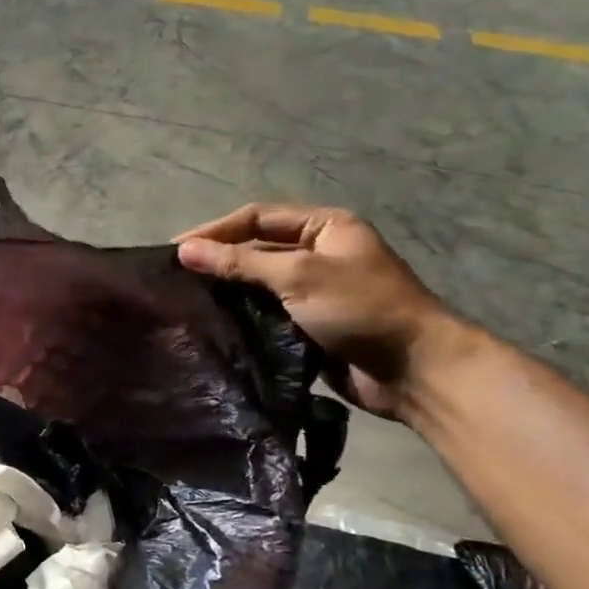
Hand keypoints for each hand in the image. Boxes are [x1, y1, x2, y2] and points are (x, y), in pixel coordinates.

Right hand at [175, 203, 463, 419]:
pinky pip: (266, 314)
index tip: (175, 250)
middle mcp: (318, 253)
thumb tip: (184, 250)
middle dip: (218, 260)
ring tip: (184, 301)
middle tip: (174, 277)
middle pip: (256, 248)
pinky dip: (241, 317)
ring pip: (258, 284)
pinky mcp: (309, 325)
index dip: (215, 230)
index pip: (257, 217)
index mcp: (325, 227)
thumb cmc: (362, 309)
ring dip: (227, 291)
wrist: (414, 371)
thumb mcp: (299, 276)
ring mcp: (314, 291)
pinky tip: (212, 325)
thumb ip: (240, 262)